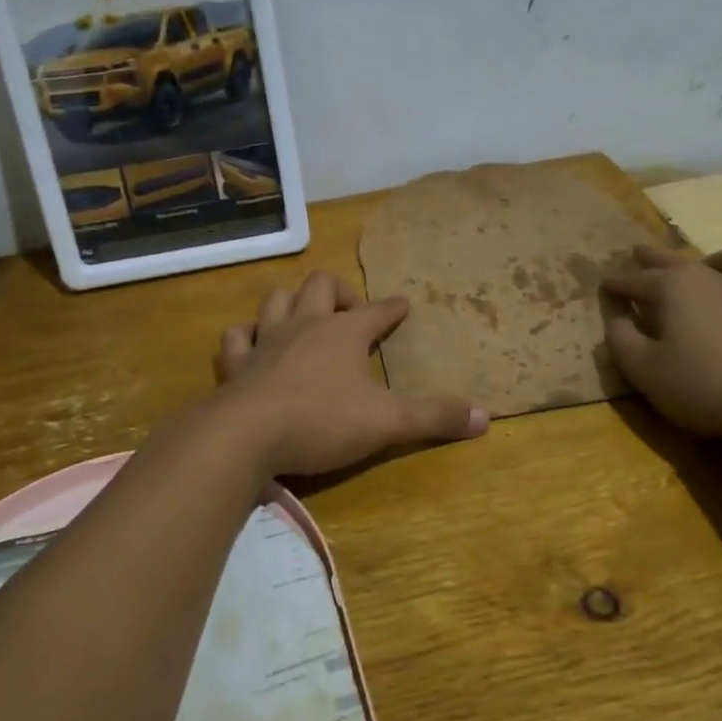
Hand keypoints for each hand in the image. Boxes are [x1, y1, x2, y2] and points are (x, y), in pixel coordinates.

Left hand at [214, 272, 488, 475]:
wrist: (248, 434)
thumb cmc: (323, 420)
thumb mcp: (388, 422)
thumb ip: (434, 417)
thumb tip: (485, 417)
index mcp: (344, 333)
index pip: (376, 311)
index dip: (392, 308)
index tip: (402, 304)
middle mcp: (305, 325)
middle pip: (321, 286)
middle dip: (339, 291)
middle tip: (351, 310)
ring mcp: (266, 341)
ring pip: (276, 300)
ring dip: (291, 302)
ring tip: (302, 316)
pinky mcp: (236, 364)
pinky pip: (237, 337)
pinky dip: (246, 337)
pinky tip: (251, 345)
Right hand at [602, 245, 721, 441]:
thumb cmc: (703, 384)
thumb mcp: (644, 369)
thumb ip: (621, 339)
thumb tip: (615, 317)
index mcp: (674, 288)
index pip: (635, 280)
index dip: (616, 284)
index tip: (604, 285)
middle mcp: (712, 278)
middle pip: (675, 260)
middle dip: (652, 258)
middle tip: (638, 252)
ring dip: (714, 261)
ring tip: (707, 268)